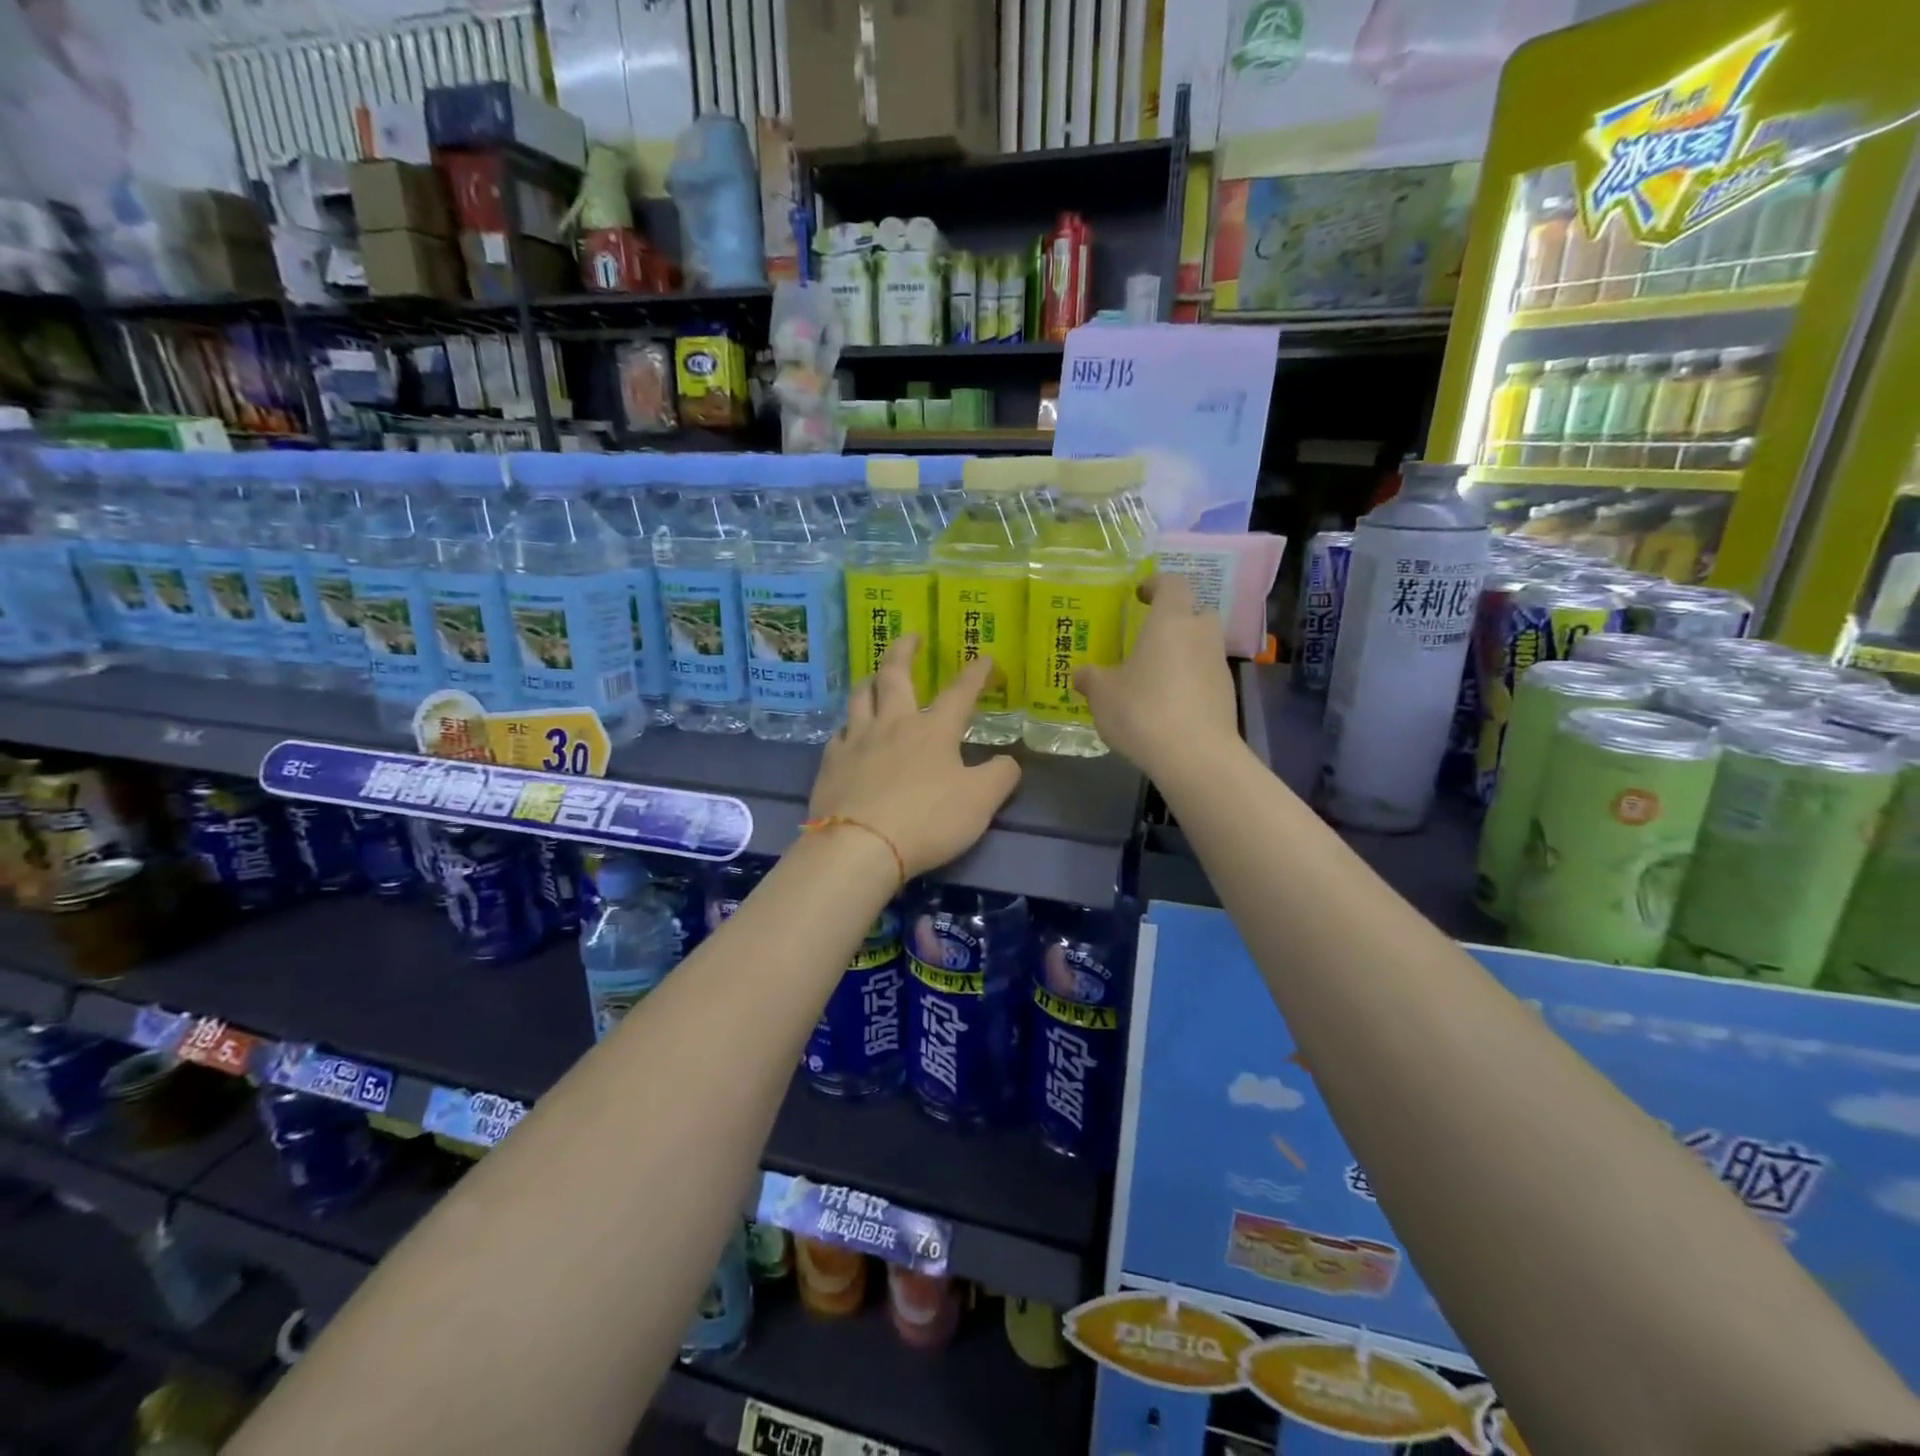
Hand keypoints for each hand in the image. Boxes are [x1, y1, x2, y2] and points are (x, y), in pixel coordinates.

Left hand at [810, 635, 1022, 876]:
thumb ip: (1000, 777)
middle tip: (911, 637)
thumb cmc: (927, 821)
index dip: (975, 674)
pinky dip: (848, 727)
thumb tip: (1009, 761)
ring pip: (860, 697)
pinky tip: (848, 733)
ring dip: (871, 681)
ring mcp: (857, 741)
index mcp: (933, 730)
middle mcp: (893, 724)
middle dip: (905, 651)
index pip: (960, 692)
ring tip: (875, 676)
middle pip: (895, 675)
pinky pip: (839, 733)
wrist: (860, 846)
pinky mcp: (831, 763)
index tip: (984, 658)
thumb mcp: (980, 802)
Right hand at [1074, 574, 1238, 778]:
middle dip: (1175, 619)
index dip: (1156, 584)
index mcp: (1170, 621)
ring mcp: (1218, 665)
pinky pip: (1205, 675)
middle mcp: (1200, 635)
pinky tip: (1168, 704)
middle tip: (1148, 636)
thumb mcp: (1103, 695)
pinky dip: (1189, 680)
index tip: (1139, 594)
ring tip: (1154, 674)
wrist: (1195, 756)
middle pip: (1195, 613)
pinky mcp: (1226, 695)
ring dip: (1182, 652)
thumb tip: (1080, 674)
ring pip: (1202, 646)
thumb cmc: (1143, 711)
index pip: (1172, 584)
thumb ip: (1091, 679)